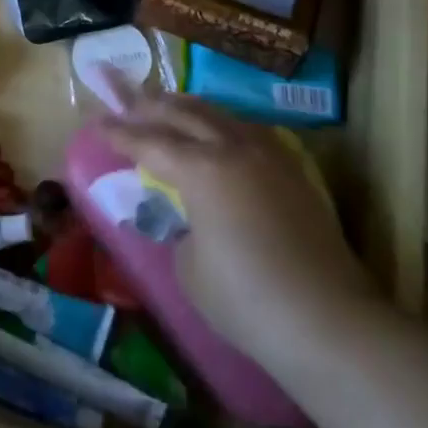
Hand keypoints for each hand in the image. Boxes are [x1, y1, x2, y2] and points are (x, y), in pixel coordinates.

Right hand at [98, 75, 383, 371]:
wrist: (330, 323)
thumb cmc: (246, 300)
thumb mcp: (188, 266)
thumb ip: (181, 228)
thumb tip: (191, 218)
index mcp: (199, 168)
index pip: (148, 142)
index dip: (118, 133)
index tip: (96, 123)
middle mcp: (232, 148)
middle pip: (183, 113)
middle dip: (150, 107)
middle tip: (126, 104)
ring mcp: (268, 156)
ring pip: (219, 114)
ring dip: (187, 108)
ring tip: (168, 106)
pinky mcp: (293, 171)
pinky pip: (246, 130)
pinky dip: (221, 124)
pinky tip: (217, 131)